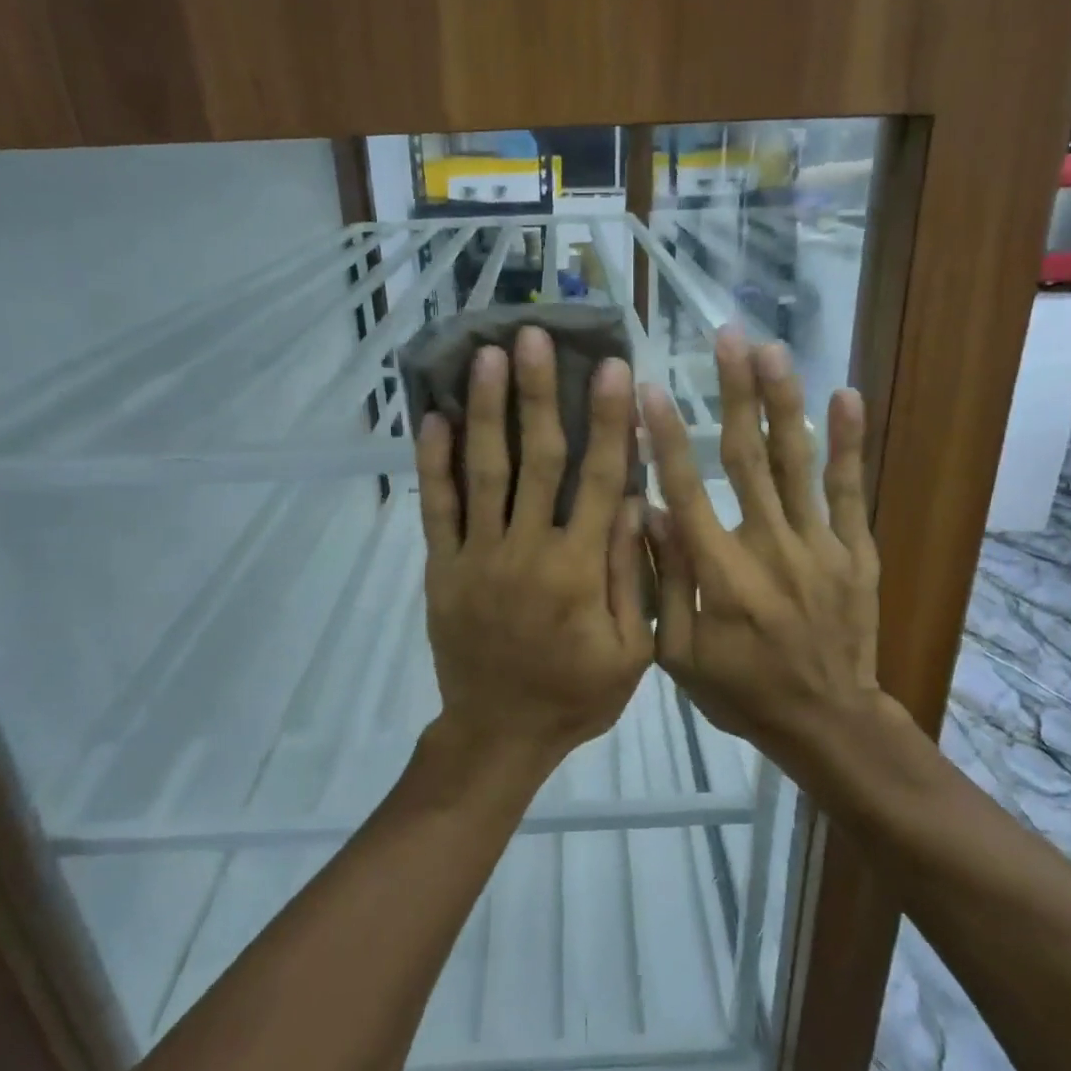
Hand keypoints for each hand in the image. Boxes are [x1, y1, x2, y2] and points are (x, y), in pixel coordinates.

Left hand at [416, 326, 651, 762]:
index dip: (608, 421)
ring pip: (482, 472)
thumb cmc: (575, 695)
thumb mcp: (632, 650)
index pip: (598, 480)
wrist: (498, 735)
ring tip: (484, 356)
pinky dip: (434, 464)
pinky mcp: (442, 569)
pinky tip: (433, 418)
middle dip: (537, 394)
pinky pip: (436, 510)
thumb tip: (637, 500)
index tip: (613, 368)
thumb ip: (633, 574)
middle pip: (536, 460)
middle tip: (532, 336)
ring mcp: (477, 557)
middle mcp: (526, 551)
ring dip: (485, 410)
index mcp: (579, 570)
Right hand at [639, 329, 882, 765]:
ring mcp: (818, 544)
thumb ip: (664, 584)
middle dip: (734, 394)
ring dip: (783, 402)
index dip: (665, 438)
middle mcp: (769, 545)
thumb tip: (648, 514)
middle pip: (746, 458)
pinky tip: (845, 396)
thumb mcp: (680, 655)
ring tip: (773, 350)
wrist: (827, 721)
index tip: (650, 391)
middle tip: (727, 338)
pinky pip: (849, 490)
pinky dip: (847, 443)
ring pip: (795, 462)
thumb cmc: (742, 691)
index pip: (686, 490)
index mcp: (720, 572)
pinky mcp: (854, 550)